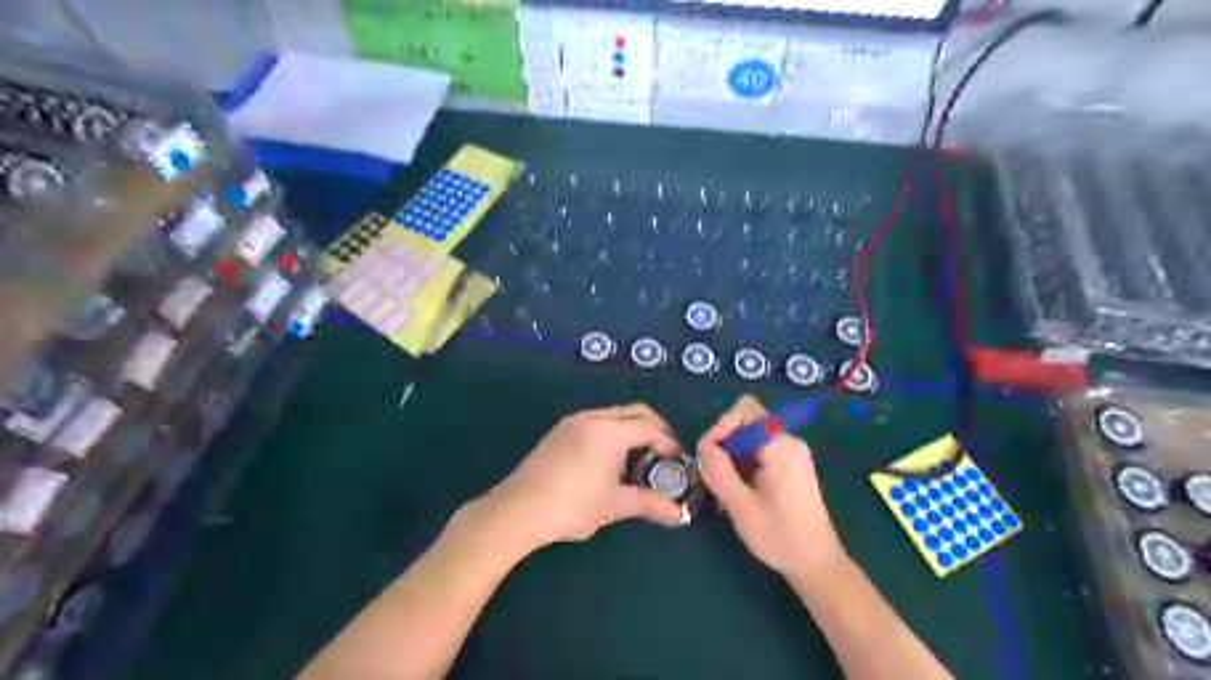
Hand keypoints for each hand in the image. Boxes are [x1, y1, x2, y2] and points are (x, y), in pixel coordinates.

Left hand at [473, 404, 690, 551]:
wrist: (517, 510)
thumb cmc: (572, 506)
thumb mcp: (615, 505)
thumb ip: (650, 504)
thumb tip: (680, 516)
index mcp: (610, 431)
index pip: (650, 427)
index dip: (668, 442)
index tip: (678, 462)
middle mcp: (593, 417)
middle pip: (634, 412)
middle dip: (654, 429)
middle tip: (664, 454)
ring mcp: (573, 421)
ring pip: (613, 415)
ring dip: (632, 429)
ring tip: (638, 459)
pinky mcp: (559, 431)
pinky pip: (596, 421)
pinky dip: (612, 432)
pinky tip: (609, 459)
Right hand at [697, 396, 845, 581]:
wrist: (817, 565)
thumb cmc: (780, 537)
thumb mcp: (741, 506)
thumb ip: (718, 470)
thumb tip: (703, 445)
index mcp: (781, 446)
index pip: (744, 410)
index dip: (721, 427)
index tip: (710, 458)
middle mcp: (789, 441)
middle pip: (745, 421)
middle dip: (724, 443)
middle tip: (714, 476)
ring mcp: (791, 453)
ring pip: (749, 437)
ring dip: (731, 456)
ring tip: (725, 488)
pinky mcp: (790, 465)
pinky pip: (757, 450)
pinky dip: (742, 463)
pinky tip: (738, 491)